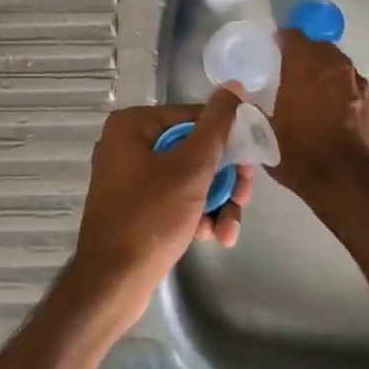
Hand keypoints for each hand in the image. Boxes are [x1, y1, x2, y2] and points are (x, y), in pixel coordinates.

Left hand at [66, 87, 254, 318]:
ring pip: (189, 177)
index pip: (196, 117)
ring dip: (216, 201)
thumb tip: (234, 86)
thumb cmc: (151, 217)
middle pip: (195, 148)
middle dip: (224, 178)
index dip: (230, 137)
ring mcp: (130, 177)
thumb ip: (217, 125)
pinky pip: (175, 198)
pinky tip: (213, 236)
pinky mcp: (136, 206)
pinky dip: (197, 214)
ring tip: (229, 229)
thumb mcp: (191, 167)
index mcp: (134, 124)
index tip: (255, 160)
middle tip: (244, 197)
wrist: (112, 282)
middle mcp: (128, 144)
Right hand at [268, 28, 368, 200]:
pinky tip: (341, 118)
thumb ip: (255, 113)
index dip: (282, 39)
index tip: (274, 49)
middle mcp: (337, 69)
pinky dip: (348, 98)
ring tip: (318, 96)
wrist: (350, 184)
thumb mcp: (266, 135)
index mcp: (305, 68)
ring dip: (330, 76)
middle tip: (294, 72)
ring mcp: (362, 87)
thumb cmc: (302, 155)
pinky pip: (358, 93)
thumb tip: (245, 105)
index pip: (293, 36)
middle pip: (321, 48)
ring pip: (343, 69)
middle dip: (308, 55)